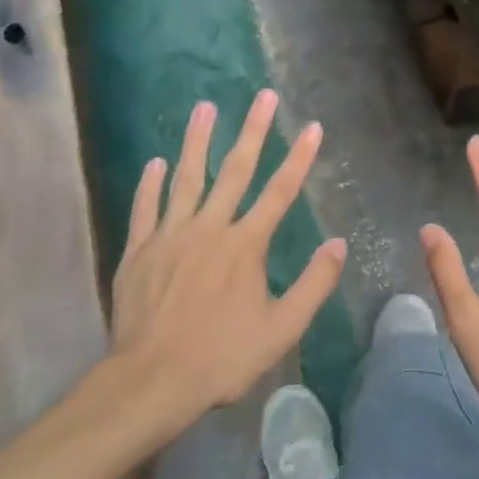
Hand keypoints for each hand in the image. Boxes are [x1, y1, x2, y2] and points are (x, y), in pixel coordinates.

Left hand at [108, 92, 346, 439]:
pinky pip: (145, 208)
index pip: (280, 191)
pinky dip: (150, 184)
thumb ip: (313, 285)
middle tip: (263, 96)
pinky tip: (155, 162)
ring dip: (197, 141)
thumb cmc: (221, 357)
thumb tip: (339, 244)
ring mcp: (171, 236)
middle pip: (235, 171)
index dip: (299, 158)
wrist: (150, 382)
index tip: (313, 127)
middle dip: (253, 131)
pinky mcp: (139, 251)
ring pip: (186, 178)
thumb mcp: (281, 330)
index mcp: (245, 245)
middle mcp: (210, 228)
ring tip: (205, 107)